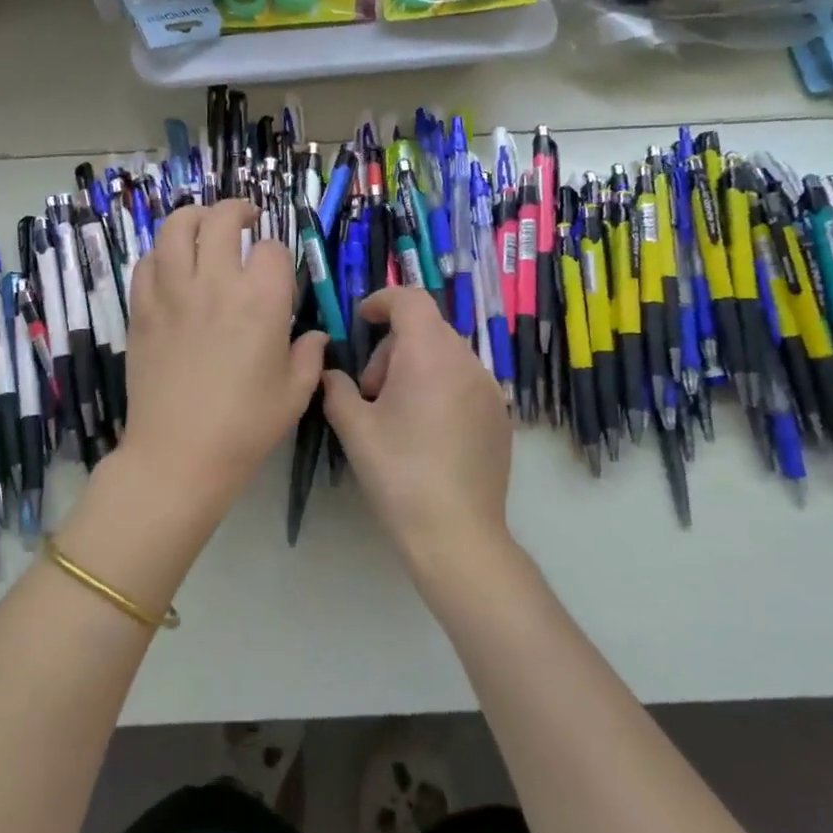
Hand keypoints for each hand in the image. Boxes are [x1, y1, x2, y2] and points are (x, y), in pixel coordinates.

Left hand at [121, 200, 325, 520]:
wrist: (178, 455)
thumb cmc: (244, 427)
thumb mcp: (295, 394)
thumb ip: (310, 356)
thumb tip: (314, 336)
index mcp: (261, 301)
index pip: (272, 250)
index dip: (279, 256)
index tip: (278, 273)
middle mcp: (215, 284)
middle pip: (222, 220)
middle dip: (238, 211)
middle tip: (246, 219)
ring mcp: (172, 293)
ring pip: (176, 227)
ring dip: (194, 217)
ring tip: (204, 225)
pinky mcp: (141, 309)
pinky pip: (147, 262)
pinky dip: (162, 253)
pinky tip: (172, 264)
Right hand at [321, 286, 512, 579]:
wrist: (456, 532)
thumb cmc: (398, 474)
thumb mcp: (354, 429)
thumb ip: (337, 390)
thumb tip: (332, 374)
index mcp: (429, 355)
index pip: (410, 300)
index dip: (382, 301)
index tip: (361, 321)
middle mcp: (467, 362)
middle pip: (427, 328)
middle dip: (393, 346)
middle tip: (371, 391)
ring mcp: (490, 389)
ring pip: (446, 355)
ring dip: (416, 366)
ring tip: (397, 413)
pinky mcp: (500, 415)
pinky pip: (465, 381)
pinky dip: (440, 386)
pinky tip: (426, 431)